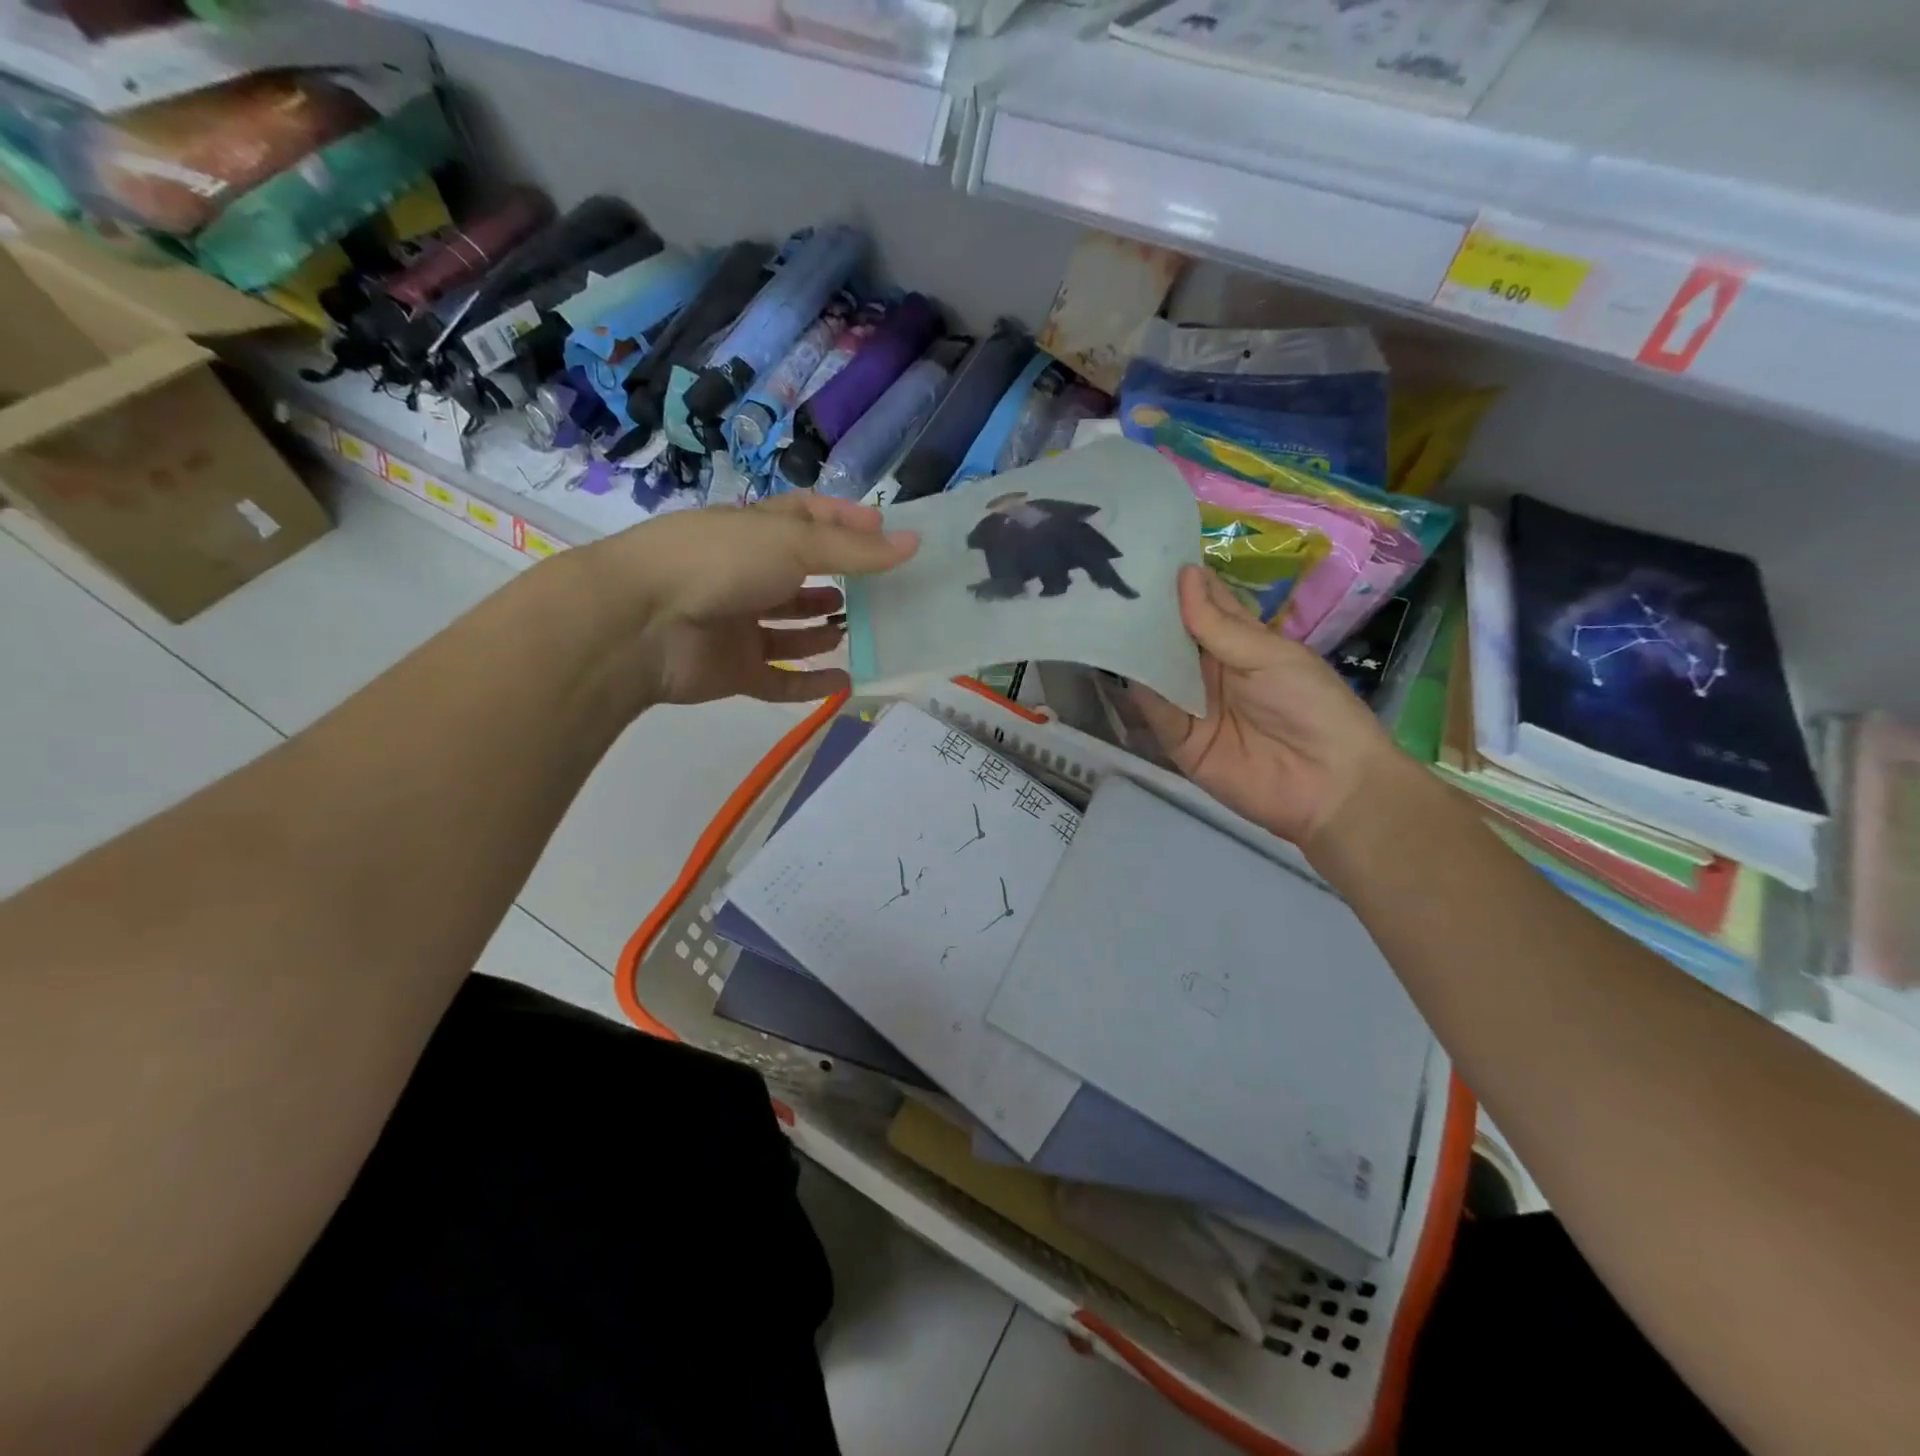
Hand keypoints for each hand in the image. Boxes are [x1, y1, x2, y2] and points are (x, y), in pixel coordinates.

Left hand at [582, 493, 917, 705]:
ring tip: (858, 629)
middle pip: (800, 576)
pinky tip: (846, 682)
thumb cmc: (718, 563)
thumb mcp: (793, 544)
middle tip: (882, 592)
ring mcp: (737, 624)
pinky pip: (780, 679)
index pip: (805, 517)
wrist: (640, 623)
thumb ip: (854, 550)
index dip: (844, 520)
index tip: (885, 530)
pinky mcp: (734, 670)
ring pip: (790, 629)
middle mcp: (745, 574)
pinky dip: (810, 683)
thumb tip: (912, 544)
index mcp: (753, 531)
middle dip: (838, 580)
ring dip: (823, 630)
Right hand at [1130, 566, 1403, 850]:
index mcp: (1241, 643)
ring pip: (1157, 671)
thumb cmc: (1313, 707)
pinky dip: (1140, 691)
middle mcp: (1211, 670)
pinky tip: (1118, 664)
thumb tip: (1183, 575)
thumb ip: (1220, 627)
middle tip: (1109, 580)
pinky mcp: (1180, 741)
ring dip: (1135, 648)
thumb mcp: (1271, 656)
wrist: (1331, 785)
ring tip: (1101, 614)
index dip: (1179, 583)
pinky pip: (1156, 711)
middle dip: (1146, 613)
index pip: (1204, 606)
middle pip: (1172, 637)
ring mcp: (1193, 705)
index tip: (1143, 554)